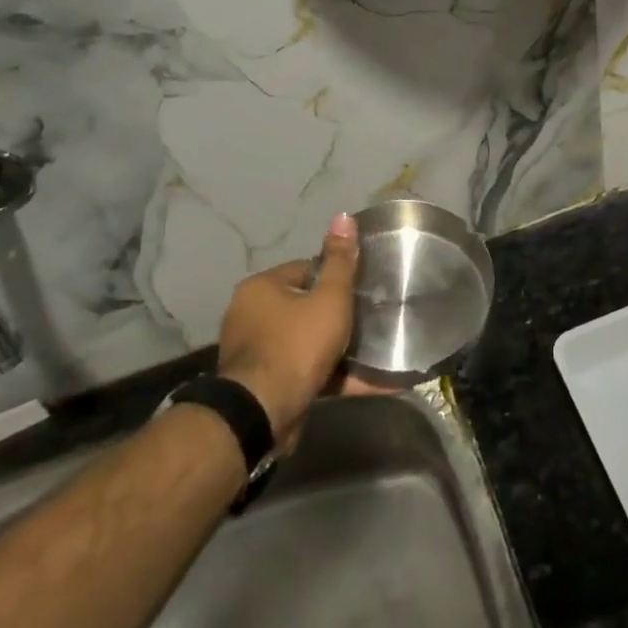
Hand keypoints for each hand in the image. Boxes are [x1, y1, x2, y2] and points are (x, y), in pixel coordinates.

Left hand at [216, 213, 358, 443]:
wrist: (263, 412)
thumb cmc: (297, 344)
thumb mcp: (329, 298)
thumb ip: (341, 261)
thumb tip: (343, 215)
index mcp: (261, 288)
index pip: (306, 270)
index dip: (336, 278)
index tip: (362, 289)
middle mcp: (251, 316)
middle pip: (306, 306)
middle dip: (337, 315)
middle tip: (371, 319)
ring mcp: (257, 353)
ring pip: (308, 342)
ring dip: (339, 349)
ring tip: (377, 350)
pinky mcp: (267, 385)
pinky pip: (308, 372)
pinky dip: (336, 375)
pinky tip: (371, 381)